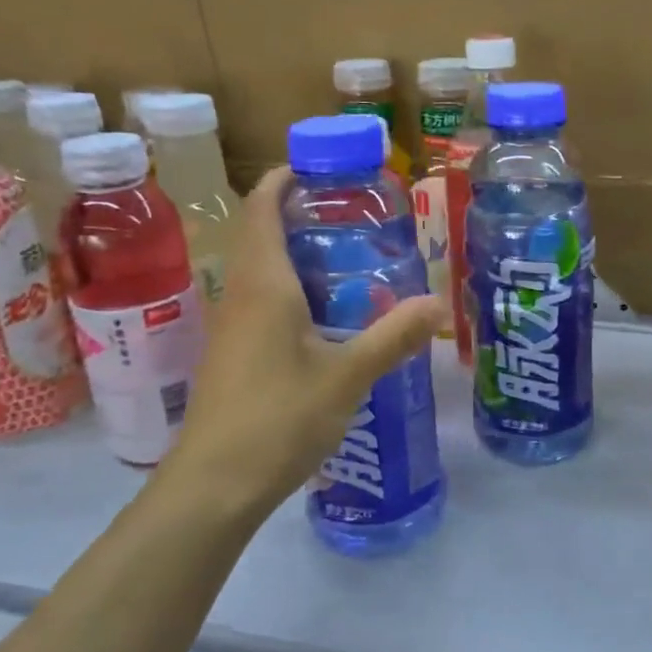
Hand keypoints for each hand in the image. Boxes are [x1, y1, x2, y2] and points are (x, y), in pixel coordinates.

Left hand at [159, 168, 445, 524]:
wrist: (214, 485)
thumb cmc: (278, 419)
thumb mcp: (346, 376)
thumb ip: (393, 337)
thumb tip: (437, 303)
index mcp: (264, 285)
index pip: (262, 208)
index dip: (282, 179)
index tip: (318, 166)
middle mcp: (241, 295)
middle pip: (260, 234)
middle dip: (298, 215)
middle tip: (352, 215)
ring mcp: (231, 328)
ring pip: (261, 272)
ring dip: (296, 255)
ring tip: (349, 260)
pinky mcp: (232, 356)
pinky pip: (261, 304)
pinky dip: (291, 292)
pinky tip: (327, 318)